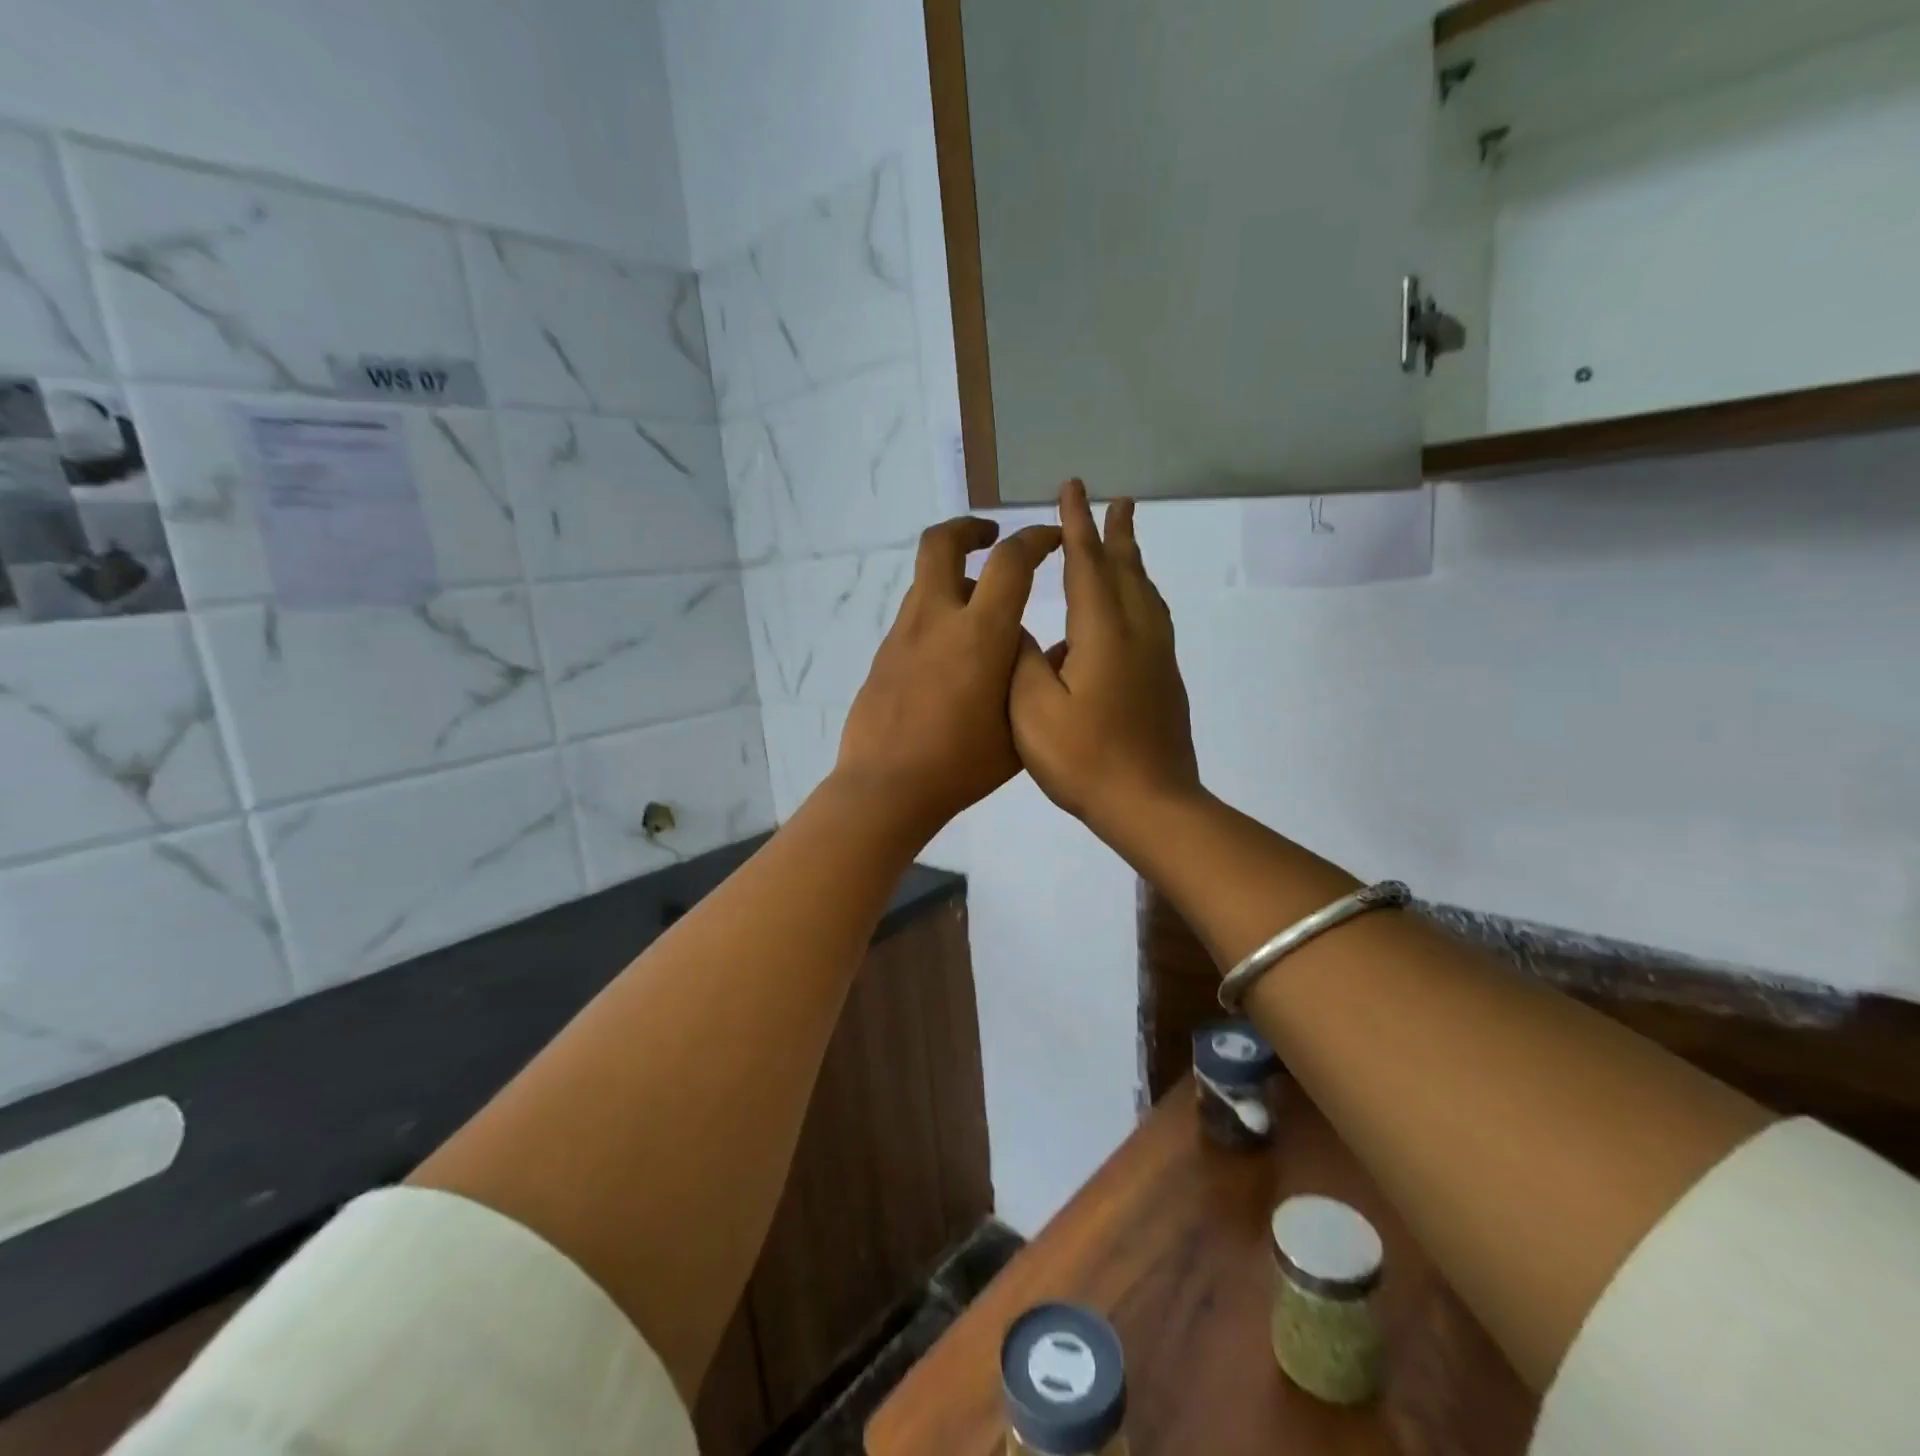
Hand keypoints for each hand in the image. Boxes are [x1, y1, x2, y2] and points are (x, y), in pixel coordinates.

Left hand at [833, 516, 1062, 842]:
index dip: (1035, 538)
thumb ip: (1032, 678)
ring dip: (954, 578)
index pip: (1010, 560)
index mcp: (980, 633)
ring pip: (926, 581)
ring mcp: (903, 635)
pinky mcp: (884, 655)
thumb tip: (1035, 647)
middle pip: (941, 543)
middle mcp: (937, 619)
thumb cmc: (962, 764)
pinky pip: (915, 616)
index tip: (1050, 539)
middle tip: (991, 537)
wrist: (888, 787)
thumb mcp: (1020, 726)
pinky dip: (937, 614)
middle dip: (969, 528)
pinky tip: (952, 655)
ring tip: (980, 612)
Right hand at [1010, 480, 1201, 851]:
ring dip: (1134, 561)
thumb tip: (1022, 629)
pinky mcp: (1165, 681)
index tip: (1073, 489)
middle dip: (1117, 533)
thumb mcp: (1033, 711)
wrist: (1151, 805)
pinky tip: (1131, 610)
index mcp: (1103, 633)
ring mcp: (1157, 657)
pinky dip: (1141, 595)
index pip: (1087, 564)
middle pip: (1128, 570)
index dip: (1076, 526)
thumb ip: (1024, 660)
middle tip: (1119, 500)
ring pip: (1147, 594)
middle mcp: (1137, 633)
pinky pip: (1153, 618)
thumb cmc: (1085, 759)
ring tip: (1126, 543)